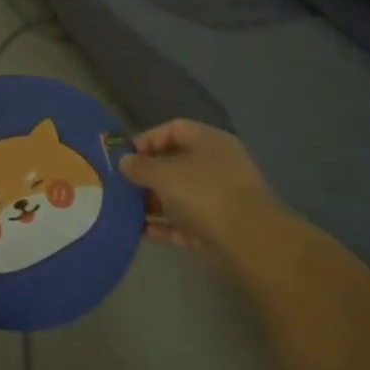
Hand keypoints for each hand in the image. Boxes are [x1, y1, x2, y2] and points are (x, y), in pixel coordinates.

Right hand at [120, 119, 276, 253]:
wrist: (248, 240)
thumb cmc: (203, 192)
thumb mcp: (164, 174)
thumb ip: (141, 167)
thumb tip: (125, 162)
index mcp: (209, 141)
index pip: (174, 129)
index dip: (147, 139)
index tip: (124, 156)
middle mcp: (217, 165)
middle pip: (175, 164)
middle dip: (146, 175)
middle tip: (120, 185)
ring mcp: (220, 198)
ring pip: (179, 196)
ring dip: (152, 202)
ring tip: (123, 210)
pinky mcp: (218, 228)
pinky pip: (184, 223)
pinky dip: (163, 226)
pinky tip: (138, 232)